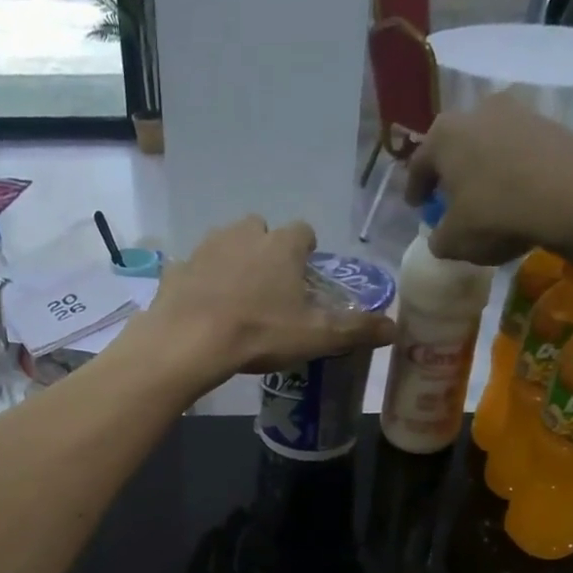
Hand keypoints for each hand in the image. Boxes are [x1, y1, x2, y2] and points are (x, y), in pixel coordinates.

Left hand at [132, 216, 395, 389]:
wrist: (190, 341)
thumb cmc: (259, 333)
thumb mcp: (315, 336)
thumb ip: (355, 329)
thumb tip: (394, 329)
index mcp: (281, 246)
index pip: (303, 232)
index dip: (306, 251)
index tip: (305, 274)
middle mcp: (244, 235)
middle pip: (261, 231)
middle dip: (267, 251)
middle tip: (269, 289)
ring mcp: (205, 248)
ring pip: (225, 245)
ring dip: (232, 263)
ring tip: (236, 299)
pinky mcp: (177, 268)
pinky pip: (194, 270)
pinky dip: (200, 283)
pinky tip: (202, 309)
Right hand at [403, 93, 572, 267]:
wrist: (572, 195)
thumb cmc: (495, 214)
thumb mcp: (453, 241)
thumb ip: (438, 237)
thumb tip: (441, 235)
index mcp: (443, 135)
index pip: (418, 164)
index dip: (414, 189)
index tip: (416, 206)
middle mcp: (477, 112)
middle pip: (455, 146)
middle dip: (451, 172)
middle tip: (449, 198)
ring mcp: (517, 113)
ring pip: (488, 145)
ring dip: (483, 169)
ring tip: (485, 197)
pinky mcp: (551, 124)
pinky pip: (518, 151)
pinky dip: (512, 170)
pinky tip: (516, 195)